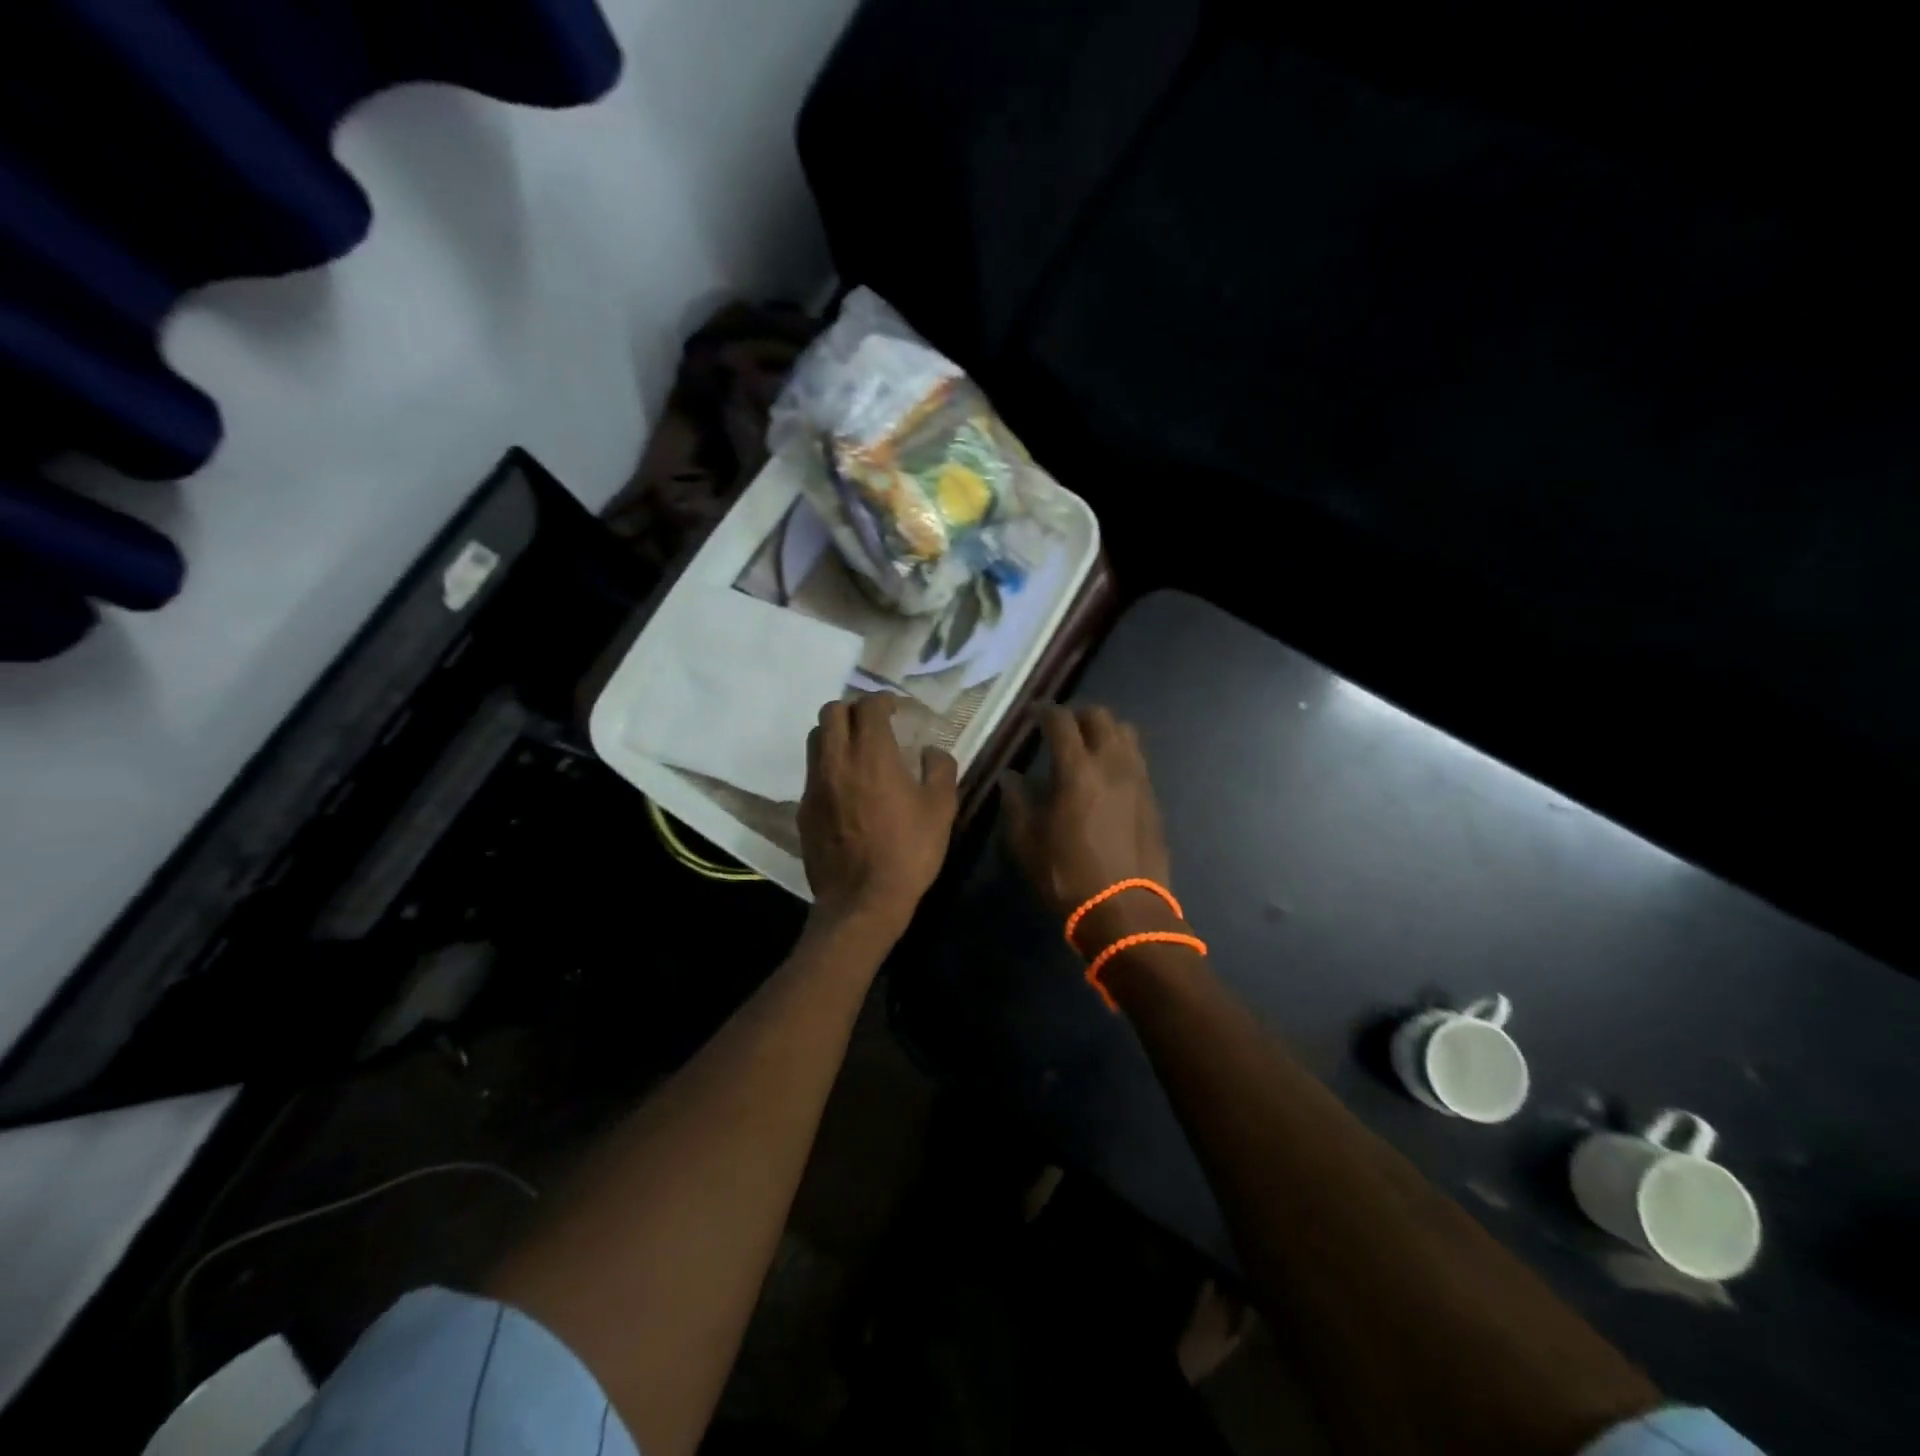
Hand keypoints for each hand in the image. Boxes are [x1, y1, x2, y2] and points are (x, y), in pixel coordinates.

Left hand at [799, 694, 958, 936]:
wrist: (862, 901)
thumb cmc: (908, 852)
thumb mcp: (941, 809)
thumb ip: (939, 769)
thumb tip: (931, 751)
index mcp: (872, 755)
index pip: (868, 706)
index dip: (884, 701)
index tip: (897, 711)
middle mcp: (836, 761)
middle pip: (831, 712)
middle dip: (853, 710)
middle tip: (874, 725)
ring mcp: (815, 785)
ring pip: (815, 739)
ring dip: (835, 734)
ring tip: (858, 751)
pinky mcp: (804, 809)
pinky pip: (813, 772)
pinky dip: (829, 766)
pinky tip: (848, 787)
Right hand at [1002, 705, 1174, 941]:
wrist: (1126, 910)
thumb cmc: (1068, 875)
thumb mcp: (1027, 842)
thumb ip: (1016, 802)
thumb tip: (1010, 777)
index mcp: (1077, 770)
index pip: (1061, 721)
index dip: (1044, 711)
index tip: (1033, 714)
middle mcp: (1112, 764)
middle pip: (1100, 716)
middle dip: (1078, 714)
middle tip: (1060, 728)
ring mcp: (1138, 779)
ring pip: (1126, 732)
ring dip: (1104, 730)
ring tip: (1087, 747)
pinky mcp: (1153, 797)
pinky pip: (1137, 759)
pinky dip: (1120, 754)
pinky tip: (1106, 775)